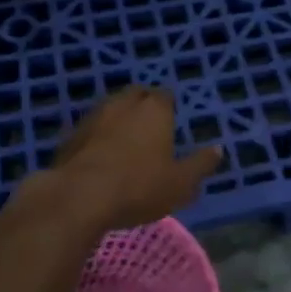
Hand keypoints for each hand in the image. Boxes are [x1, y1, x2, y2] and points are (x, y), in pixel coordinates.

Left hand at [40, 87, 220, 232]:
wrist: (79, 196)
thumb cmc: (139, 187)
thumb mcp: (180, 183)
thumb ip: (200, 165)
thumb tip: (219, 149)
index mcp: (154, 109)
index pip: (164, 95)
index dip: (168, 106)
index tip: (170, 120)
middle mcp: (124, 103)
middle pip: (136, 95)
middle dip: (142, 106)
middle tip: (149, 127)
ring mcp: (94, 116)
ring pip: (111, 109)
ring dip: (118, 119)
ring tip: (124, 141)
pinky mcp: (71, 134)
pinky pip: (91, 128)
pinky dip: (97, 136)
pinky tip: (99, 156)